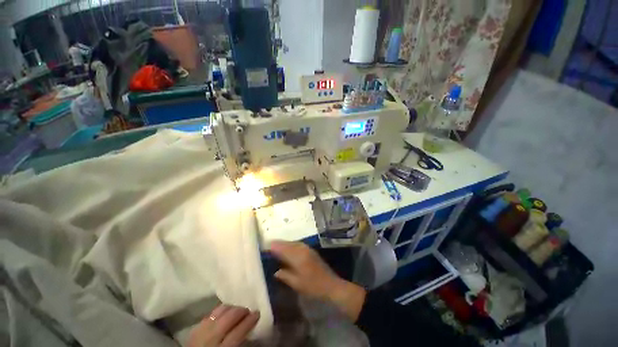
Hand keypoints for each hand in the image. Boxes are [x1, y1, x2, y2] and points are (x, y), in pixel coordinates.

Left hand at [188, 304, 259, 346]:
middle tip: (248, 310)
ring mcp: (200, 333)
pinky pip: (209, 315)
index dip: (250, 320)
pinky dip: (218, 311)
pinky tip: (224, 313)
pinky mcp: (194, 329)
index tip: (258, 313)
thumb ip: (240, 342)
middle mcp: (210, 339)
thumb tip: (251, 327)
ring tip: (237, 309)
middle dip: (240, 311)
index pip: (238, 331)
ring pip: (218, 312)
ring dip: (230, 308)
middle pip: (228, 318)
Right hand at [270, 240, 365, 320]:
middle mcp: (302, 250)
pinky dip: (291, 245)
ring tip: (276, 246)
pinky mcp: (311, 251)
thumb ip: (285, 275)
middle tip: (269, 245)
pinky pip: (298, 245)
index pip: (283, 249)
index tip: (265, 246)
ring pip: (293, 243)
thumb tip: (276, 271)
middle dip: (278, 244)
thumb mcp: (297, 284)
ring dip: (285, 244)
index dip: (274, 247)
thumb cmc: (313, 286)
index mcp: (298, 257)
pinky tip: (288, 249)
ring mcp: (308, 249)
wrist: (331, 285)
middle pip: (288, 244)